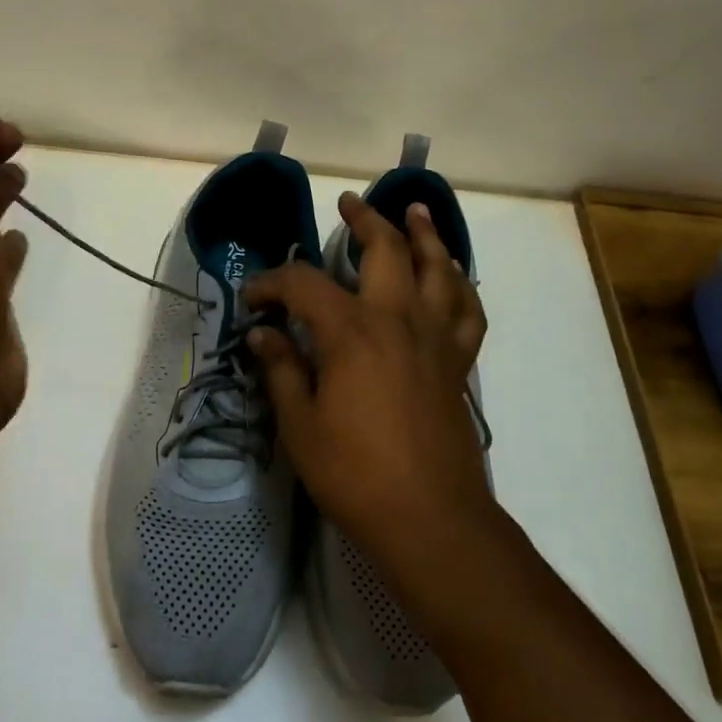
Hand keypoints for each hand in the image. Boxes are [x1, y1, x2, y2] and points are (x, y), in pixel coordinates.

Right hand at [243, 193, 491, 575]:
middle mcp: (397, 319)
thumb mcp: (300, 426)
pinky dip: (461, 285)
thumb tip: (263, 334)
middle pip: (385, 250)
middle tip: (348, 203)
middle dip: (364, 221)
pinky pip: (468, 310)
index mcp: (351, 332)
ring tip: (415, 211)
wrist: (431, 518)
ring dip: (425, 234)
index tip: (253, 298)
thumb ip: (283, 370)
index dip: (273, 283)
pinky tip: (453, 275)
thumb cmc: (356, 474)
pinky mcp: (459, 361)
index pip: (304, 285)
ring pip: (438, 268)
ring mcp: (436, 337)